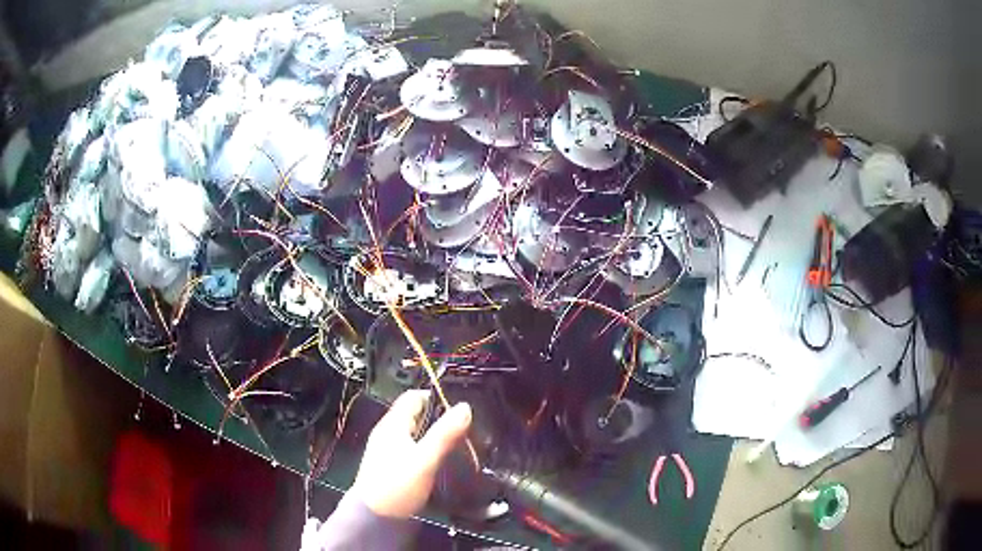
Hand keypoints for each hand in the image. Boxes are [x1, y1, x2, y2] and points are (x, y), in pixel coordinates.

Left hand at [348, 390, 471, 518]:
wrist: (375, 518)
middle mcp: (388, 433)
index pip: (414, 397)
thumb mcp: (424, 459)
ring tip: (460, 444)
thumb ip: (444, 434)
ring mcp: (388, 450)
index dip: (436, 397)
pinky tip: (442, 461)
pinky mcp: (392, 467)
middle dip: (439, 418)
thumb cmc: (397, 485)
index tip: (459, 408)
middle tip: (465, 428)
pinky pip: (413, 449)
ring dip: (435, 435)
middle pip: (416, 415)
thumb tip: (465, 406)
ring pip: (415, 433)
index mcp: (392, 424)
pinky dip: (428, 450)